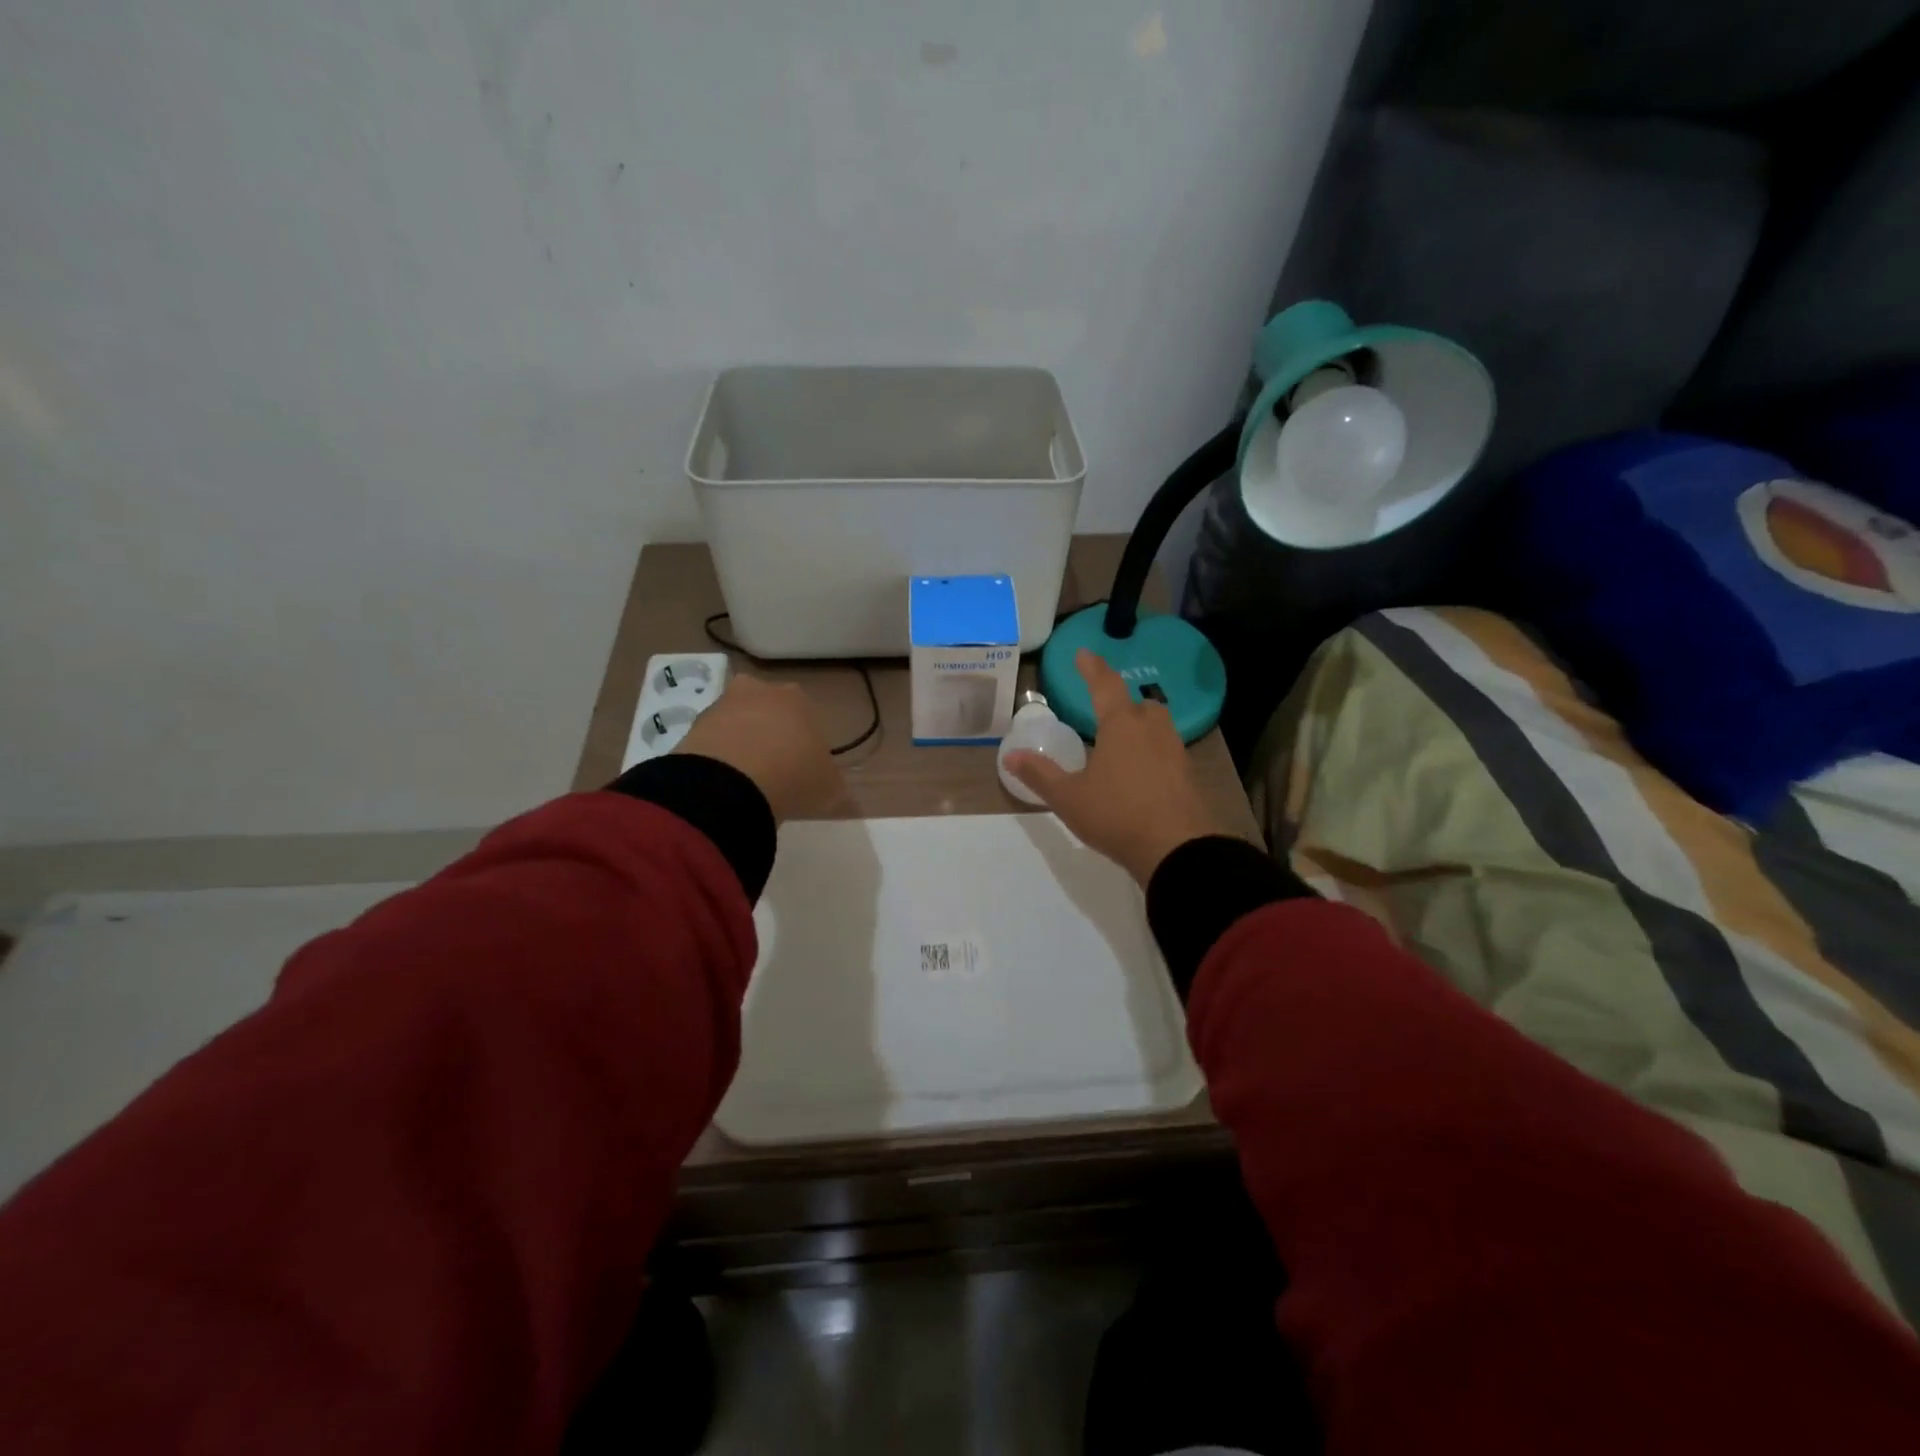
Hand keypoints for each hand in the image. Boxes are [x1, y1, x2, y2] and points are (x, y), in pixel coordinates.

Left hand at [675, 674, 842, 821]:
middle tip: (774, 772)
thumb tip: (840, 795)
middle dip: (770, 735)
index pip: (807, 718)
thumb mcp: (831, 790)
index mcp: (799, 699)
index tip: (804, 771)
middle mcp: (760, 691)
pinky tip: (724, 784)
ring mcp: (722, 705)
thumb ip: (835, 786)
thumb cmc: (794, 777)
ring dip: (741, 745)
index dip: (806, 745)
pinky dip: (717, 759)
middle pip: (768, 712)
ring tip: (746, 783)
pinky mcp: (692, 725)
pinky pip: (712, 741)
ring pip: (737, 723)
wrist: (731, 783)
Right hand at [1005, 649, 1228, 884]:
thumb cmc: (1117, 815)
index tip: (1083, 653)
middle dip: (1123, 704)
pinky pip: (1166, 753)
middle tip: (1106, 712)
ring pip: (1157, 727)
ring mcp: (1175, 753)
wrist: (1177, 849)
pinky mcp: (1187, 777)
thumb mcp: (1069, 797)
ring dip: (1140, 728)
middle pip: (1140, 705)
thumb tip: (1010, 756)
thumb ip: (1040, 775)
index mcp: (1121, 726)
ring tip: (1121, 743)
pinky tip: (1140, 774)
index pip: (1105, 685)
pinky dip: (1152, 754)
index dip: (1092, 668)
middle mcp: (1151, 730)